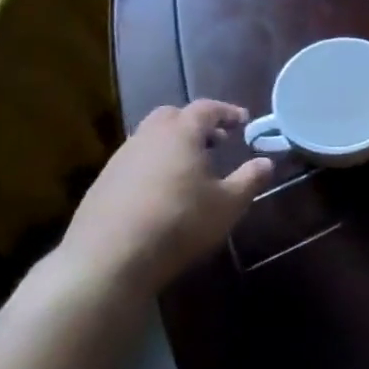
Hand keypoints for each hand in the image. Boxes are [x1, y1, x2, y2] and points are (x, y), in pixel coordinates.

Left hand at [58, 101, 272, 297]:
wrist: (107, 260)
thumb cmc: (178, 223)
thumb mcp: (227, 205)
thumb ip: (250, 179)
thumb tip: (267, 162)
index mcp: (180, 134)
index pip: (206, 109)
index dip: (227, 112)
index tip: (243, 121)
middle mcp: (147, 138)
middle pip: (172, 116)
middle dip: (195, 124)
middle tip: (215, 142)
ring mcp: (120, 160)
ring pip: (149, 139)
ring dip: (172, 145)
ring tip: (190, 169)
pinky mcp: (102, 184)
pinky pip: (134, 162)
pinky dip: (153, 166)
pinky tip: (161, 193)